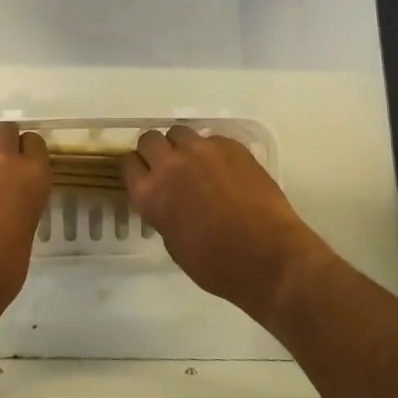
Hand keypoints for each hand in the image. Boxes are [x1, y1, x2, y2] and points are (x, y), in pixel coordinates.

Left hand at [0, 122, 50, 333]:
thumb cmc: (1, 272)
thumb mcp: (26, 232)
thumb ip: (22, 202)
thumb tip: (11, 199)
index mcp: (31, 174)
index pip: (34, 141)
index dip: (28, 153)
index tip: (24, 166)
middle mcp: (1, 160)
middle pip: (4, 130)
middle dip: (3, 144)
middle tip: (0, 169)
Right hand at [124, 126, 331, 322]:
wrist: (268, 257)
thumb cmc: (218, 265)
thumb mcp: (174, 245)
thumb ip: (163, 213)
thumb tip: (168, 200)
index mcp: (151, 194)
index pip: (129, 163)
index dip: (138, 169)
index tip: (146, 176)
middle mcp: (171, 164)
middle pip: (149, 139)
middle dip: (156, 151)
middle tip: (170, 168)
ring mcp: (202, 150)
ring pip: (180, 132)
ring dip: (182, 146)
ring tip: (198, 165)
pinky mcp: (230, 145)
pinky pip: (211, 139)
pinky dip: (212, 151)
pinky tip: (226, 171)